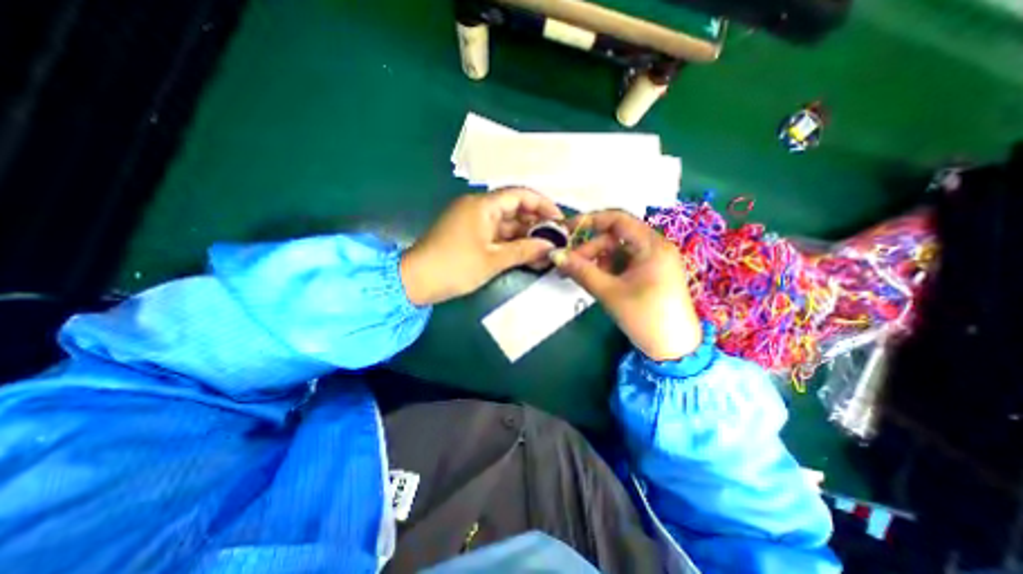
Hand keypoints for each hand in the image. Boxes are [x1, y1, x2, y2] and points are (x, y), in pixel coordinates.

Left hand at [399, 187, 562, 304]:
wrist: (416, 282)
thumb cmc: (455, 267)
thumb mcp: (493, 260)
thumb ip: (524, 251)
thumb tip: (550, 247)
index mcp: (482, 205)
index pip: (519, 195)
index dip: (542, 205)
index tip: (559, 220)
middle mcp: (478, 208)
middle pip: (514, 210)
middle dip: (536, 224)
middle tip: (556, 240)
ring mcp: (473, 223)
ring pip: (507, 225)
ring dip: (525, 237)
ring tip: (546, 251)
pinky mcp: (470, 236)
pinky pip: (497, 236)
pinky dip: (512, 245)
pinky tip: (528, 256)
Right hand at [552, 210, 704, 360]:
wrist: (675, 350)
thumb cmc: (645, 318)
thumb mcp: (609, 293)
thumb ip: (581, 271)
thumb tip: (555, 255)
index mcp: (652, 245)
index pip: (617, 219)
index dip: (590, 221)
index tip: (567, 229)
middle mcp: (655, 247)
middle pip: (615, 237)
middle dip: (590, 248)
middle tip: (569, 266)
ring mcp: (654, 260)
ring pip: (618, 250)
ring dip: (597, 260)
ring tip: (580, 276)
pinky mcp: (651, 273)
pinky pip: (624, 262)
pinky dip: (608, 268)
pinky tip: (596, 280)